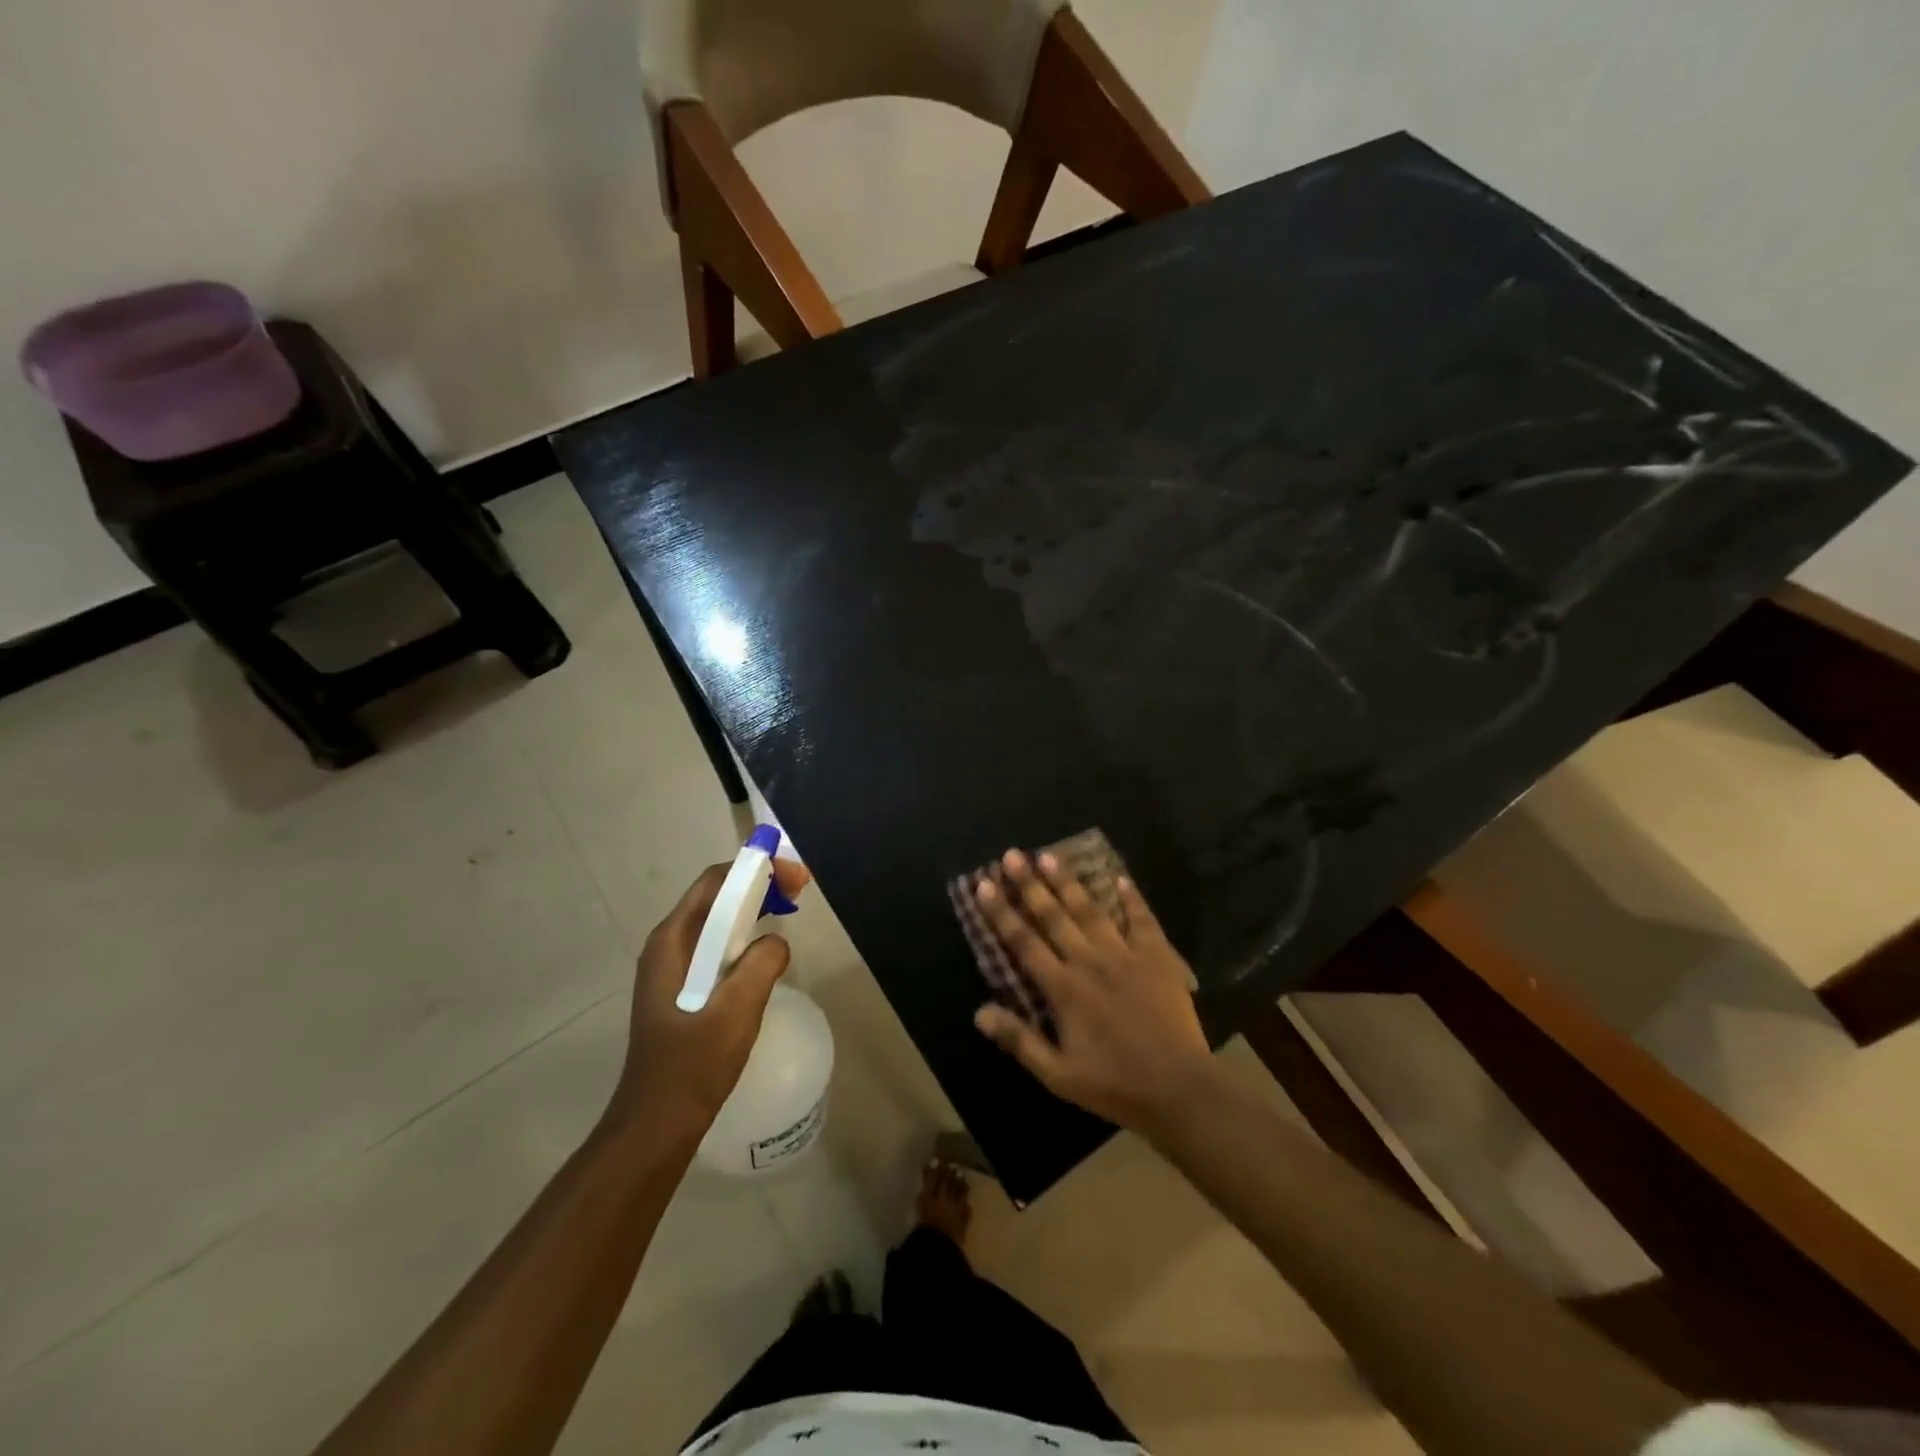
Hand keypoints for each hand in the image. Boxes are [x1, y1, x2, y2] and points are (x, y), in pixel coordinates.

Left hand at [608, 859, 810, 1136]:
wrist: (657, 1122)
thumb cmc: (693, 1064)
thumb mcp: (737, 1009)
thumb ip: (762, 962)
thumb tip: (776, 942)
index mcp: (672, 941)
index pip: (715, 882)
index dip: (755, 869)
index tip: (795, 877)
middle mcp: (667, 945)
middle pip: (715, 896)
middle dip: (758, 885)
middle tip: (799, 891)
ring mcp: (672, 968)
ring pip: (717, 921)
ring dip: (753, 908)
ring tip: (788, 910)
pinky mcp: (681, 988)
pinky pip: (716, 945)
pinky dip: (744, 935)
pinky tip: (765, 951)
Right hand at [971, 850, 1217, 1135]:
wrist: (1178, 1088)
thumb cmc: (1114, 1085)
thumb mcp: (1057, 1075)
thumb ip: (1019, 1040)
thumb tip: (979, 1012)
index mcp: (1063, 988)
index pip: (1024, 942)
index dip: (1001, 913)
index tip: (984, 885)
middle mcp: (1089, 961)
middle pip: (1053, 916)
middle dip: (1029, 884)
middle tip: (1012, 855)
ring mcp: (1125, 955)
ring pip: (1091, 910)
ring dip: (1068, 882)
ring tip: (1049, 855)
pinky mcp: (1157, 957)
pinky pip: (1142, 919)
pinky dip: (1132, 898)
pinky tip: (1121, 878)